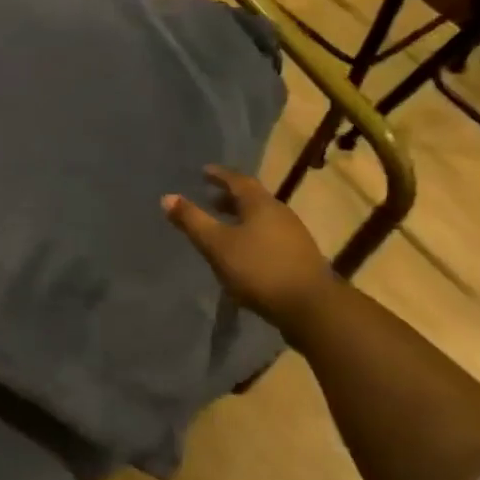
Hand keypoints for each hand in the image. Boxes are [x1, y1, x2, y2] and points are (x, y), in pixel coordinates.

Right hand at [163, 165, 338, 334]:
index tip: (204, 172)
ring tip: (223, 225)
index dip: (219, 175)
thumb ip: (192, 220)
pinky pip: (270, 236)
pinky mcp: (299, 258)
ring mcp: (294, 236)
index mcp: (260, 204)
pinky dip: (252, 235)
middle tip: (209, 198)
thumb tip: (167, 197)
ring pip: (262, 218)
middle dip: (229, 197)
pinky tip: (243, 252)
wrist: (311, 308)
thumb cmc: (259, 269)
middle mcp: (280, 213)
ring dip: (241, 217)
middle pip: (252, 198)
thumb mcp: (217, 244)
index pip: (237, 180)